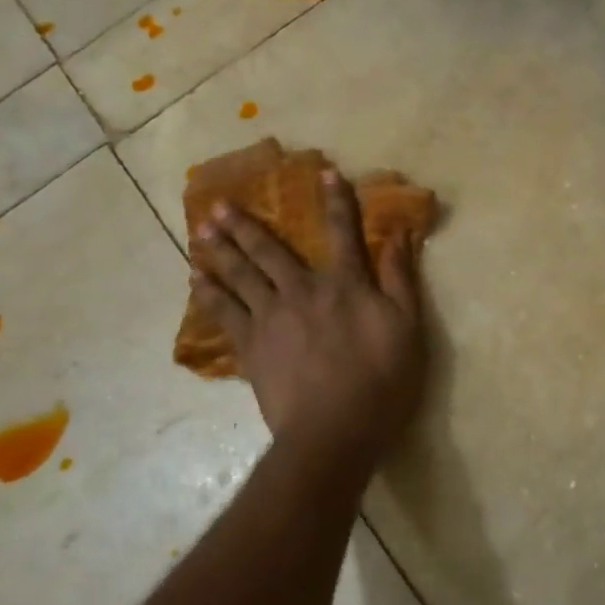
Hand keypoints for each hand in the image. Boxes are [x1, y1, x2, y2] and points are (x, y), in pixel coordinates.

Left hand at [191, 170, 426, 464]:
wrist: (333, 432)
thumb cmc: (381, 384)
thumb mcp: (408, 330)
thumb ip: (400, 280)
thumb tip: (400, 234)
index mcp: (345, 286)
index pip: (343, 234)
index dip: (337, 201)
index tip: (325, 172)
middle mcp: (303, 291)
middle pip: (271, 250)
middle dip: (246, 224)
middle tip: (219, 204)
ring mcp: (271, 318)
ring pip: (241, 275)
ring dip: (220, 250)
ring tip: (200, 231)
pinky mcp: (251, 346)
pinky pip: (224, 313)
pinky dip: (209, 294)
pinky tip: (196, 280)